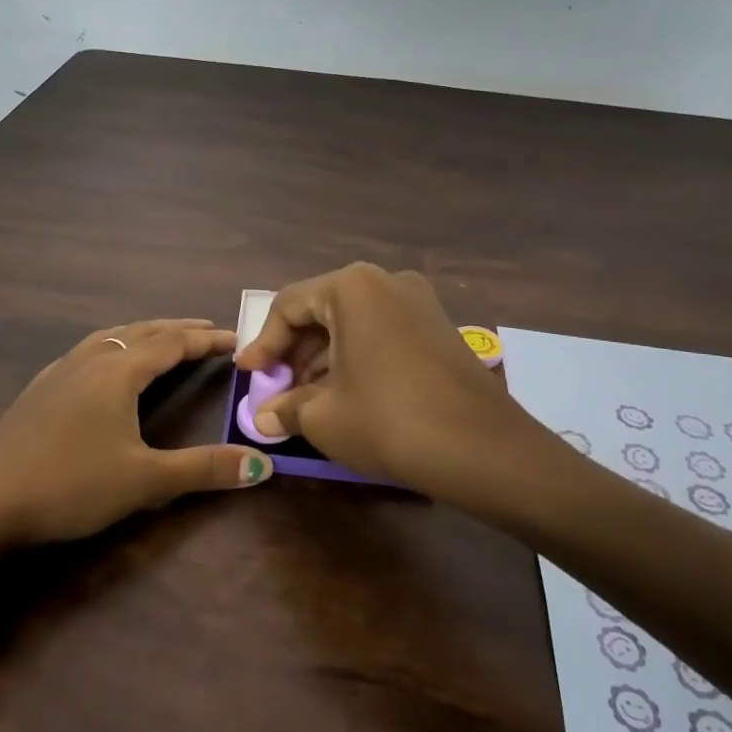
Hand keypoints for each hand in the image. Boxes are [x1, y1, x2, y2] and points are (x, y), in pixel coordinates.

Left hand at [0, 319, 273, 547]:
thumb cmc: (71, 485)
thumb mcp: (145, 480)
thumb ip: (204, 470)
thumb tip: (261, 465)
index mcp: (117, 373)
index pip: (171, 344)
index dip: (205, 340)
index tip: (234, 338)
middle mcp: (89, 361)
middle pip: (141, 332)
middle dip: (176, 330)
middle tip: (206, 331)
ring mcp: (58, 372)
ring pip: (109, 338)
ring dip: (141, 334)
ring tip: (160, 338)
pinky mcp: (38, 390)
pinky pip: (85, 352)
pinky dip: (111, 347)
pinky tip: (102, 366)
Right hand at [236, 264, 543, 493]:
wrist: (484, 450)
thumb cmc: (388, 421)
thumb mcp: (324, 417)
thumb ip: (286, 408)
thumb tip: (266, 417)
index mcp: (352, 287)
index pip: (289, 305)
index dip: (263, 343)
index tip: (248, 375)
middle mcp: (386, 281)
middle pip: (322, 310)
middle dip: (294, 352)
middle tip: (277, 390)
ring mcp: (419, 302)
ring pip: (353, 323)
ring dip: (323, 358)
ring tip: (307, 400)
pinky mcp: (439, 328)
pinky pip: (381, 334)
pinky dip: (355, 359)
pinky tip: (346, 395)